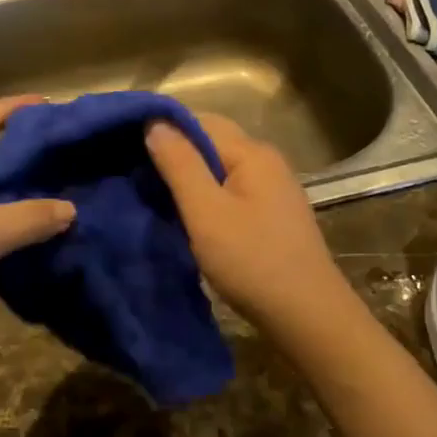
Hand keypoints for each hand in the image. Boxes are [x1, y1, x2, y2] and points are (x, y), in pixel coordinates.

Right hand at [145, 113, 348, 330]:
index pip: (200, 120)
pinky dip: (207, 195)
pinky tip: (189, 215)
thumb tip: (155, 121)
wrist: (307, 315)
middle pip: (212, 142)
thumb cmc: (252, 261)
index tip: (129, 148)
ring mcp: (273, 188)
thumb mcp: (206, 212)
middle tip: (137, 174)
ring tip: (156, 195)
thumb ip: (180, 164)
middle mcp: (266, 161)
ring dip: (190, 177)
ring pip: (221, 167)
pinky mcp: (273, 213)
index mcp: (252, 152)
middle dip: (175, 153)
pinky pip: (232, 189)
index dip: (164, 129)